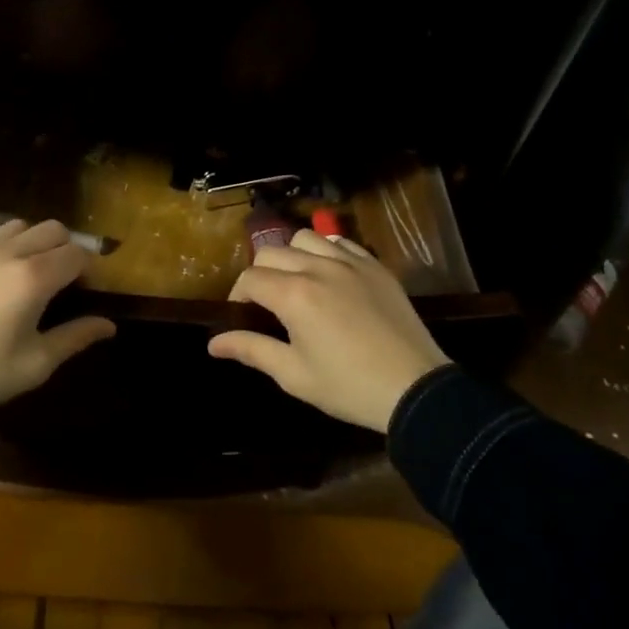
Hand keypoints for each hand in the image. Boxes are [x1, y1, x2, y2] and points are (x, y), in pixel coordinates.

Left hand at [0, 219, 115, 407]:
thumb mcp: (38, 362)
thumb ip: (76, 336)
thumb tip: (109, 325)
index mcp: (35, 278)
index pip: (77, 254)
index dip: (89, 268)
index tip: (88, 287)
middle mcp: (9, 253)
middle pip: (52, 229)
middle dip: (65, 248)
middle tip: (62, 277)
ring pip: (17, 226)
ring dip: (31, 241)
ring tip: (26, 269)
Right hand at [208, 229, 449, 430]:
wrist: (414, 389)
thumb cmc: (348, 387)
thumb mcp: (294, 374)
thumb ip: (252, 350)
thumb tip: (213, 342)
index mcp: (294, 295)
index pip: (250, 279)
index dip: (238, 296)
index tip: (243, 317)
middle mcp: (318, 268)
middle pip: (271, 252)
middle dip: (260, 274)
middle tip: (267, 304)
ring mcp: (350, 262)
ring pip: (305, 239)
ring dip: (292, 256)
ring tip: (298, 282)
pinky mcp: (375, 266)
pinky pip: (340, 242)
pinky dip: (326, 251)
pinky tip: (330, 275)